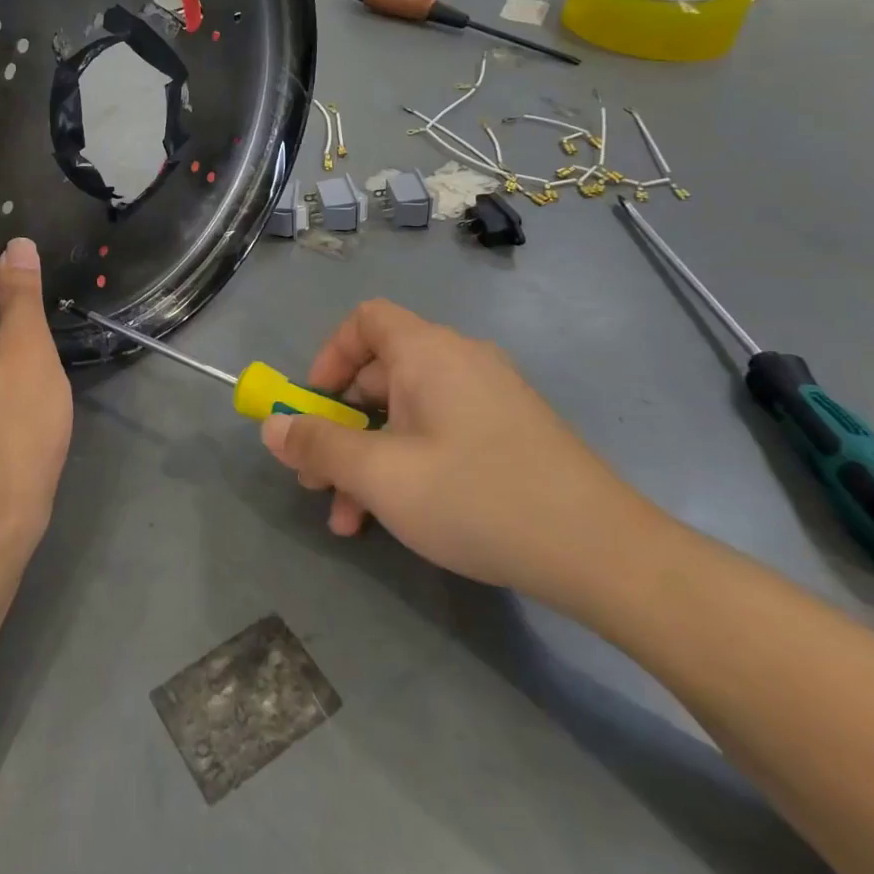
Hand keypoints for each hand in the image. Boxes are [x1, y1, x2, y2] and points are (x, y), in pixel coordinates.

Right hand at [260, 299, 660, 604]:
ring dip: (368, 458)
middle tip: (318, 480)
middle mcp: (459, 361)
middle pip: (379, 374)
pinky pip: (439, 432)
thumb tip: (271, 427)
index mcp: (428, 352)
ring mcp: (489, 397)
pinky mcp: (509, 432)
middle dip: (339, 427)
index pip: (364, 320)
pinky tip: (397, 518)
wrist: (603, 553)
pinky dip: (408, 463)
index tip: (312, 407)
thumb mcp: (381, 476)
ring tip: (350, 518)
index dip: (328, 357)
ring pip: (406, 413)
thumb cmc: (477, 497)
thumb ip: (318, 447)